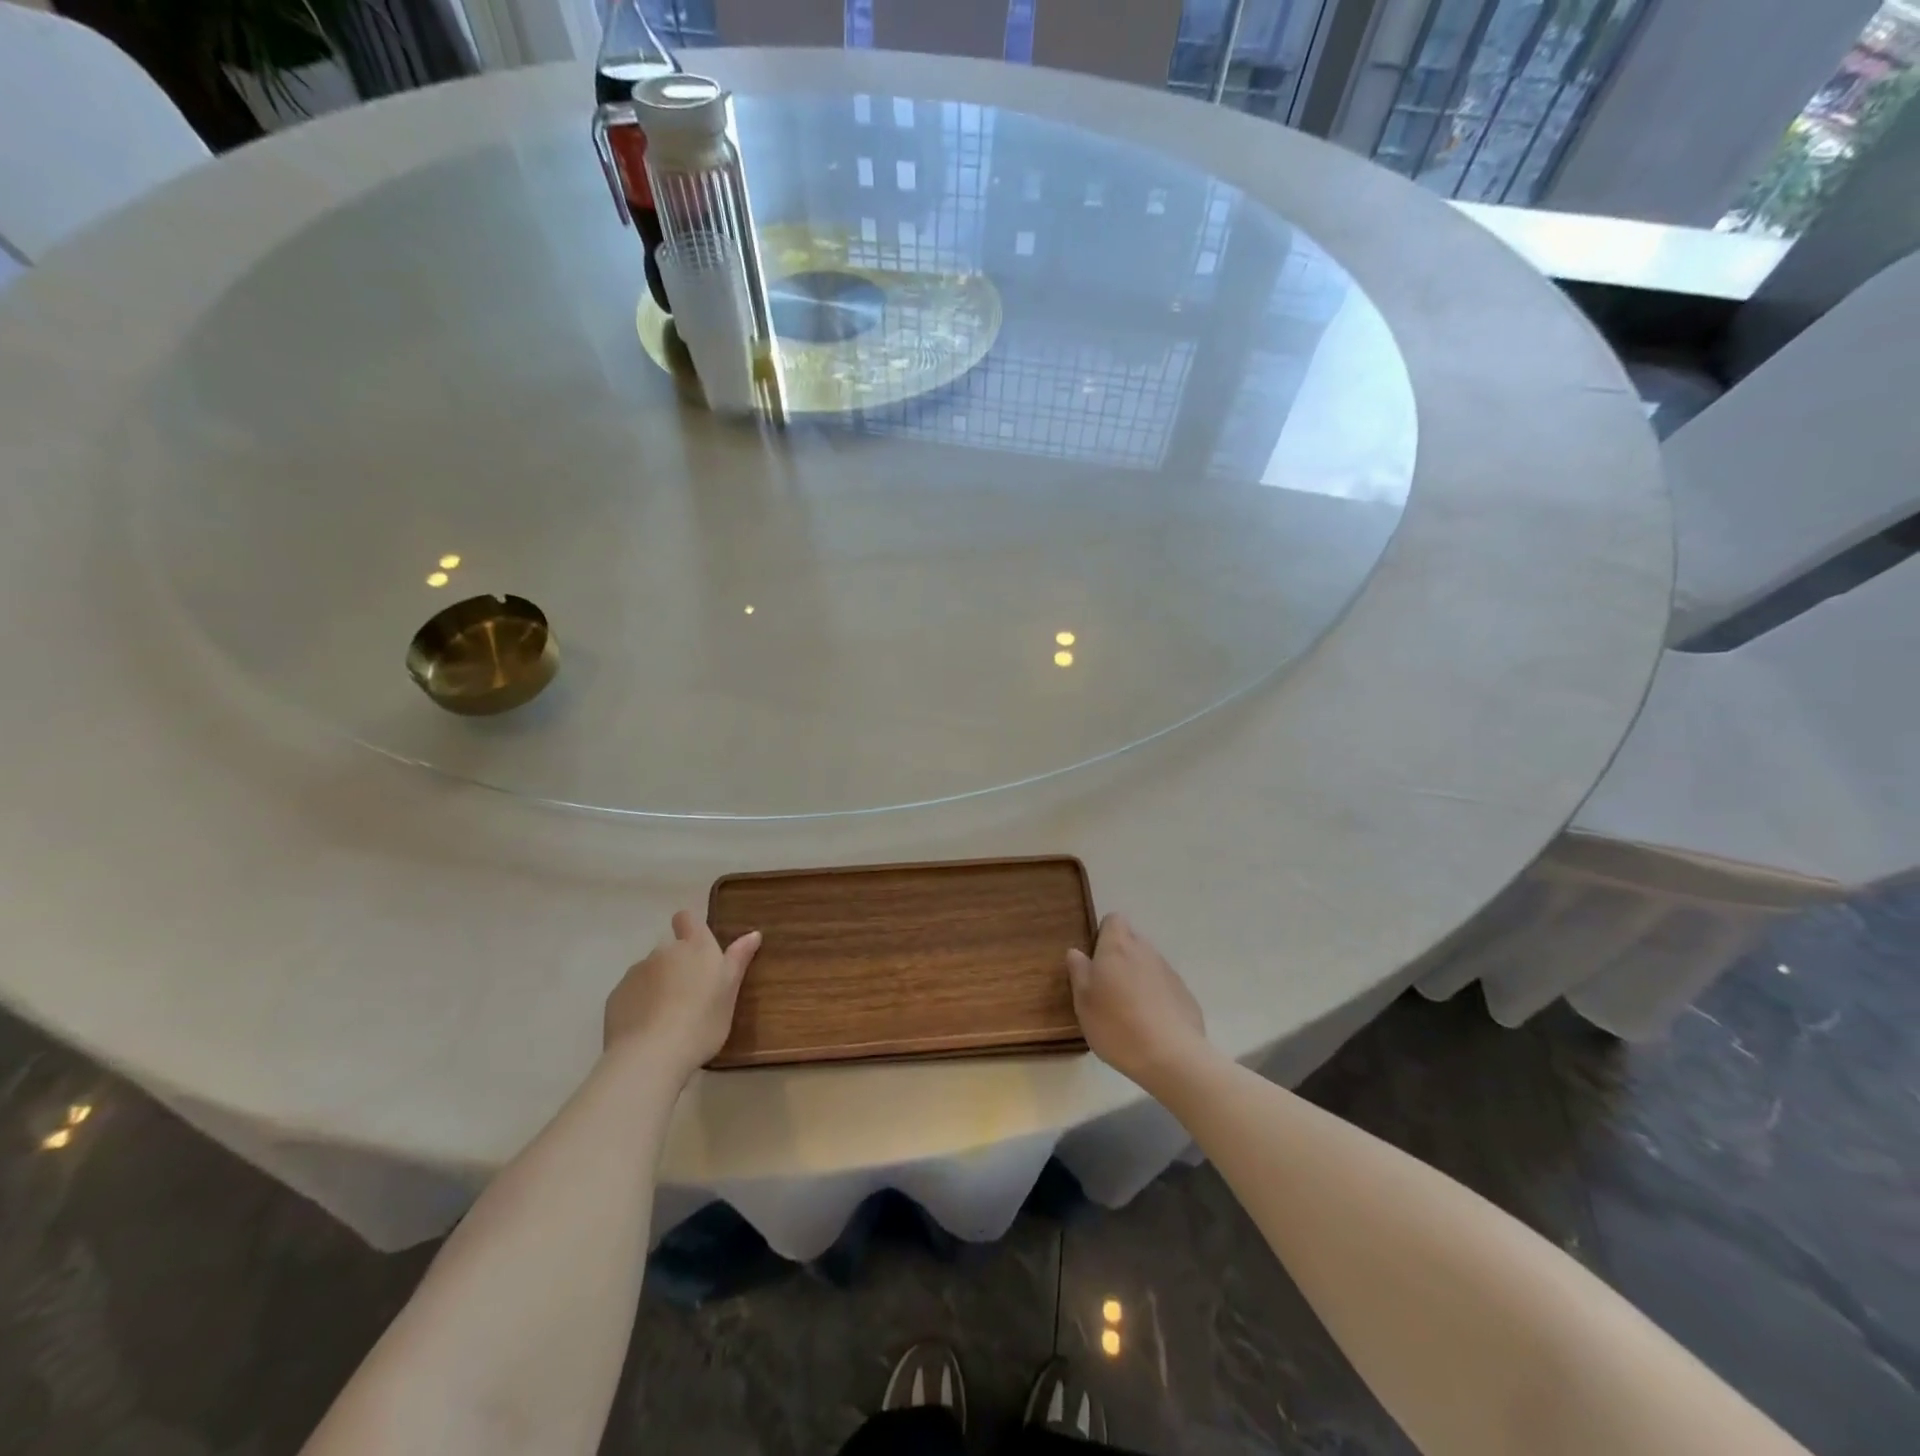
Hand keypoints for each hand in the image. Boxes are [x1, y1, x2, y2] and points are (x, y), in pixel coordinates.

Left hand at [604, 910, 761, 1081]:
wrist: (651, 1055)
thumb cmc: (702, 1021)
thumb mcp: (730, 992)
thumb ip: (739, 960)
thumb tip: (754, 933)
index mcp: (696, 947)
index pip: (687, 919)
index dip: (689, 927)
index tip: (696, 948)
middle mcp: (664, 951)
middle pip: (670, 950)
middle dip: (677, 966)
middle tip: (689, 997)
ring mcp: (636, 972)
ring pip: (650, 972)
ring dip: (657, 985)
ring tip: (667, 1019)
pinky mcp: (616, 995)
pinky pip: (631, 993)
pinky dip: (639, 1004)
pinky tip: (647, 1029)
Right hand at [1067, 914, 1210, 1091]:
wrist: (1172, 1057)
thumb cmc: (1117, 1025)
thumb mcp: (1083, 1001)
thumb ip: (1079, 971)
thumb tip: (1077, 952)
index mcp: (1117, 947)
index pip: (1113, 920)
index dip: (1103, 934)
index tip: (1095, 959)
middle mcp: (1145, 951)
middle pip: (1131, 941)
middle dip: (1120, 957)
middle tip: (1107, 987)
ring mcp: (1169, 972)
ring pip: (1148, 964)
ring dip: (1138, 977)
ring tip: (1128, 1010)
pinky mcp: (1185, 994)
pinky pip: (1164, 986)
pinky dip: (1156, 997)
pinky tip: (1150, 1024)